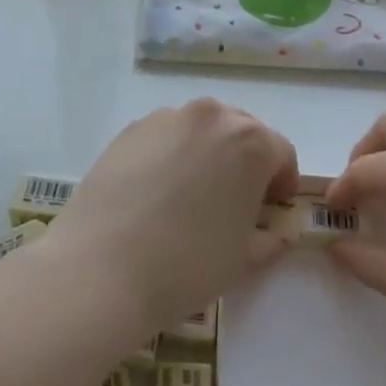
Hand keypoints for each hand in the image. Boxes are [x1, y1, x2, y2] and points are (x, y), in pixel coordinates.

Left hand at [49, 100, 298, 332]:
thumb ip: (267, 238)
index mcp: (250, 142)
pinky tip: (156, 193)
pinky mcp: (129, 130)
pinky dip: (171, 155)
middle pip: (240, 131)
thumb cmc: (187, 264)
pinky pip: (164, 137)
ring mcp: (165, 119)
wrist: (102, 268)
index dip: (282, 182)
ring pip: (200, 130)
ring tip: (192, 195)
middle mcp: (210, 117)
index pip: (281, 153)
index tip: (273, 208)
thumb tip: (273, 233)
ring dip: (207, 154)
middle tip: (236, 200)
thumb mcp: (243, 259)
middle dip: (245, 161)